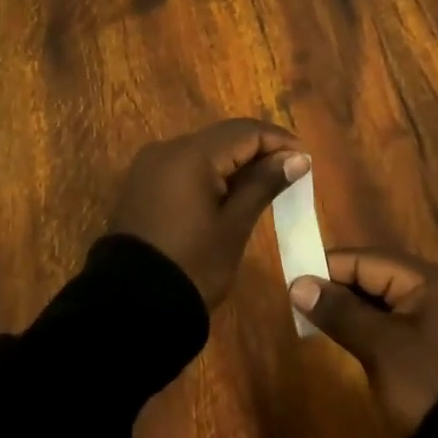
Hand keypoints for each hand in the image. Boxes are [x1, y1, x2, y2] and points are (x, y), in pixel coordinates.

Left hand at [112, 119, 309, 308]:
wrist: (131, 306)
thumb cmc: (192, 265)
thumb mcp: (234, 226)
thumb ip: (264, 184)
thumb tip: (296, 158)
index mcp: (190, 154)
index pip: (244, 132)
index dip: (278, 140)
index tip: (305, 160)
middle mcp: (166, 148)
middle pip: (222, 136)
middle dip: (258, 149)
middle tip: (291, 170)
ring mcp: (149, 165)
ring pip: (203, 150)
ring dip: (235, 161)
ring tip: (266, 182)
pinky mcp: (142, 183)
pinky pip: (184, 166)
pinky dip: (211, 172)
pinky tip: (231, 191)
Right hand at [290, 248, 437, 432]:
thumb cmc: (427, 383)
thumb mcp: (380, 346)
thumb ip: (340, 311)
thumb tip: (297, 284)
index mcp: (428, 279)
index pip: (367, 259)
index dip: (328, 267)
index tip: (293, 281)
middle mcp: (435, 290)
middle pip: (375, 276)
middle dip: (337, 287)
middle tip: (300, 302)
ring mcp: (437, 320)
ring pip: (382, 301)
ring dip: (351, 308)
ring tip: (315, 319)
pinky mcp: (434, 347)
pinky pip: (393, 323)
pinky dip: (368, 327)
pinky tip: (345, 337)